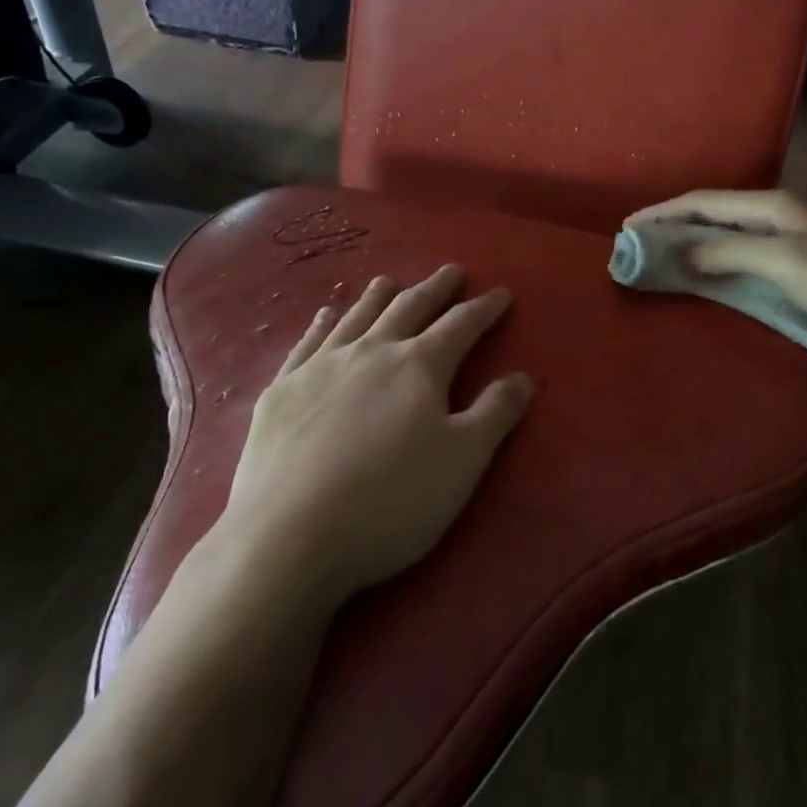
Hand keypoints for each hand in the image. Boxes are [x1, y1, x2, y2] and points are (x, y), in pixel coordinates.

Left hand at [218, 265, 534, 606]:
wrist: (290, 535)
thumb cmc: (390, 502)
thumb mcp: (462, 462)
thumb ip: (495, 413)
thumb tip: (523, 376)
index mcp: (419, 366)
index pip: (461, 325)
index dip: (484, 308)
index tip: (500, 293)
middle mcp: (372, 352)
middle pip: (409, 308)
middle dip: (435, 288)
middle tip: (451, 271)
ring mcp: (322, 366)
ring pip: (358, 316)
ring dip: (380, 296)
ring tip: (391, 280)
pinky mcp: (284, 388)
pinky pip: (308, 341)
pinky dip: (323, 322)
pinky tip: (326, 314)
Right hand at [624, 189, 806, 356]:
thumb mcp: (786, 262)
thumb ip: (729, 253)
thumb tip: (678, 252)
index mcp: (773, 204)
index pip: (704, 201)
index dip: (663, 211)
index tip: (626, 227)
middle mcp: (779, 214)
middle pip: (713, 214)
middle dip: (673, 225)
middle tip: (637, 246)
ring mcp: (793, 238)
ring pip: (729, 235)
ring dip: (693, 244)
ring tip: (661, 260)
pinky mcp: (802, 263)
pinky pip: (745, 255)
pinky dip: (717, 262)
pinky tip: (708, 277)